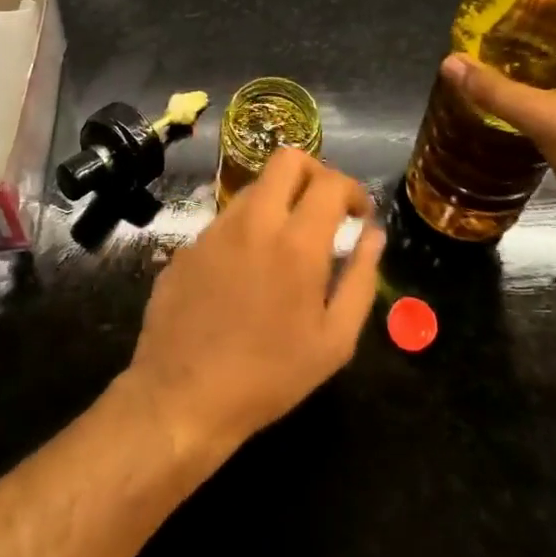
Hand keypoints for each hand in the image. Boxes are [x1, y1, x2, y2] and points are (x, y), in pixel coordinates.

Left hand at [123, 149, 384, 465]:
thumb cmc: (270, 376)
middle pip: (286, 160)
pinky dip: (247, 229)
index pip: (330, 182)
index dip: (353, 189)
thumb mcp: (335, 341)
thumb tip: (373, 235)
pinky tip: (248, 270)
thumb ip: (360, 279)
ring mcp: (214, 230)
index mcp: (296, 243)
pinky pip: (225, 220)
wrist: (182, 396)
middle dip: (314, 172)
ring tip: (287, 240)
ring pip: (254, 187)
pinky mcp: (187, 246)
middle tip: (324, 207)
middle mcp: (253, 222)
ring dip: (279, 199)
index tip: (359, 213)